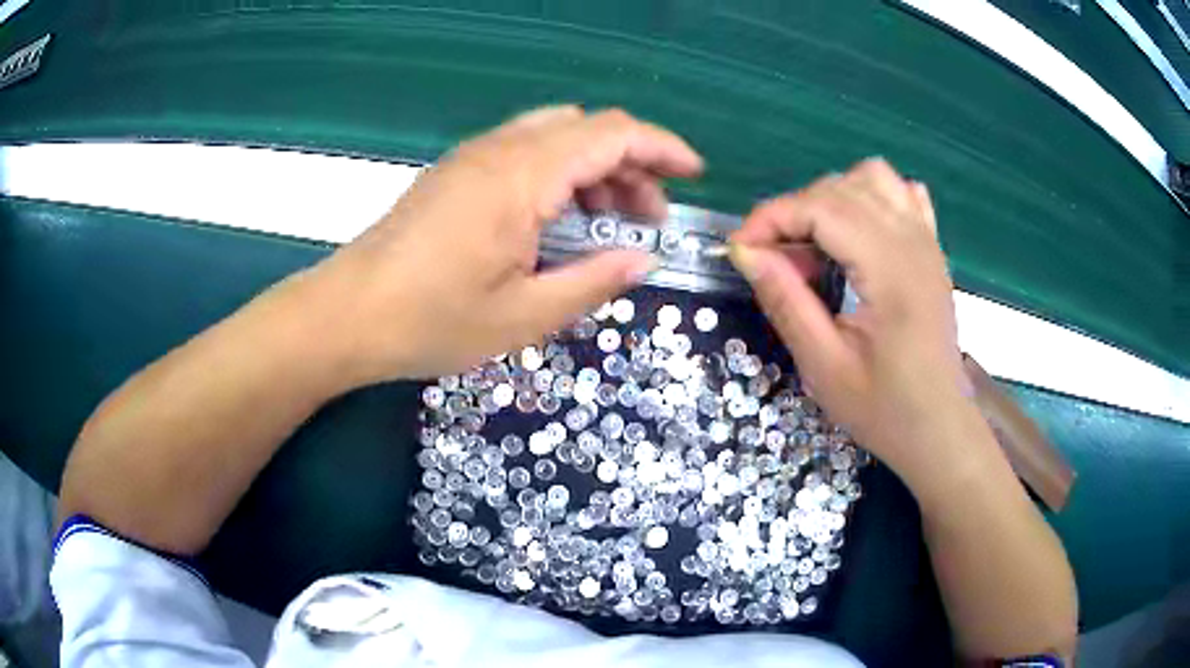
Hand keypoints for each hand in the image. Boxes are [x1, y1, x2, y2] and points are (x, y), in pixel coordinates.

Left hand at [309, 106, 702, 382]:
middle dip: (633, 165)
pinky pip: (525, 151)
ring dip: (596, 168)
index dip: (663, 147)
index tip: (694, 174)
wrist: (347, 315)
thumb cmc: (431, 321)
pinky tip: (558, 220)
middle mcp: (500, 150)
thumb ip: (594, 282)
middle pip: (588, 129)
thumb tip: (644, 261)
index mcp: (522, 177)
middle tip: (649, 220)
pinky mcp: (457, 173)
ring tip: (610, 224)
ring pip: (556, 136)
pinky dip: (560, 173)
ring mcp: (473, 157)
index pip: (613, 134)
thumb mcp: (524, 316)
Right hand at [729, 159, 968, 480]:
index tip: (740, 250)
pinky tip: (858, 233)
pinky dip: (872, 197)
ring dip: (832, 197)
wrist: (940, 430)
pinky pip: (903, 194)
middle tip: (773, 261)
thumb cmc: (885, 410)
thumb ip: (786, 301)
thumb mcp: (824, 367)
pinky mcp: (932, 250)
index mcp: (890, 271)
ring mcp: (927, 242)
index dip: (771, 218)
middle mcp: (912, 242)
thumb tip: (746, 252)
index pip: (821, 208)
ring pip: (874, 178)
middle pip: (841, 187)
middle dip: (794, 211)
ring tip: (815, 242)